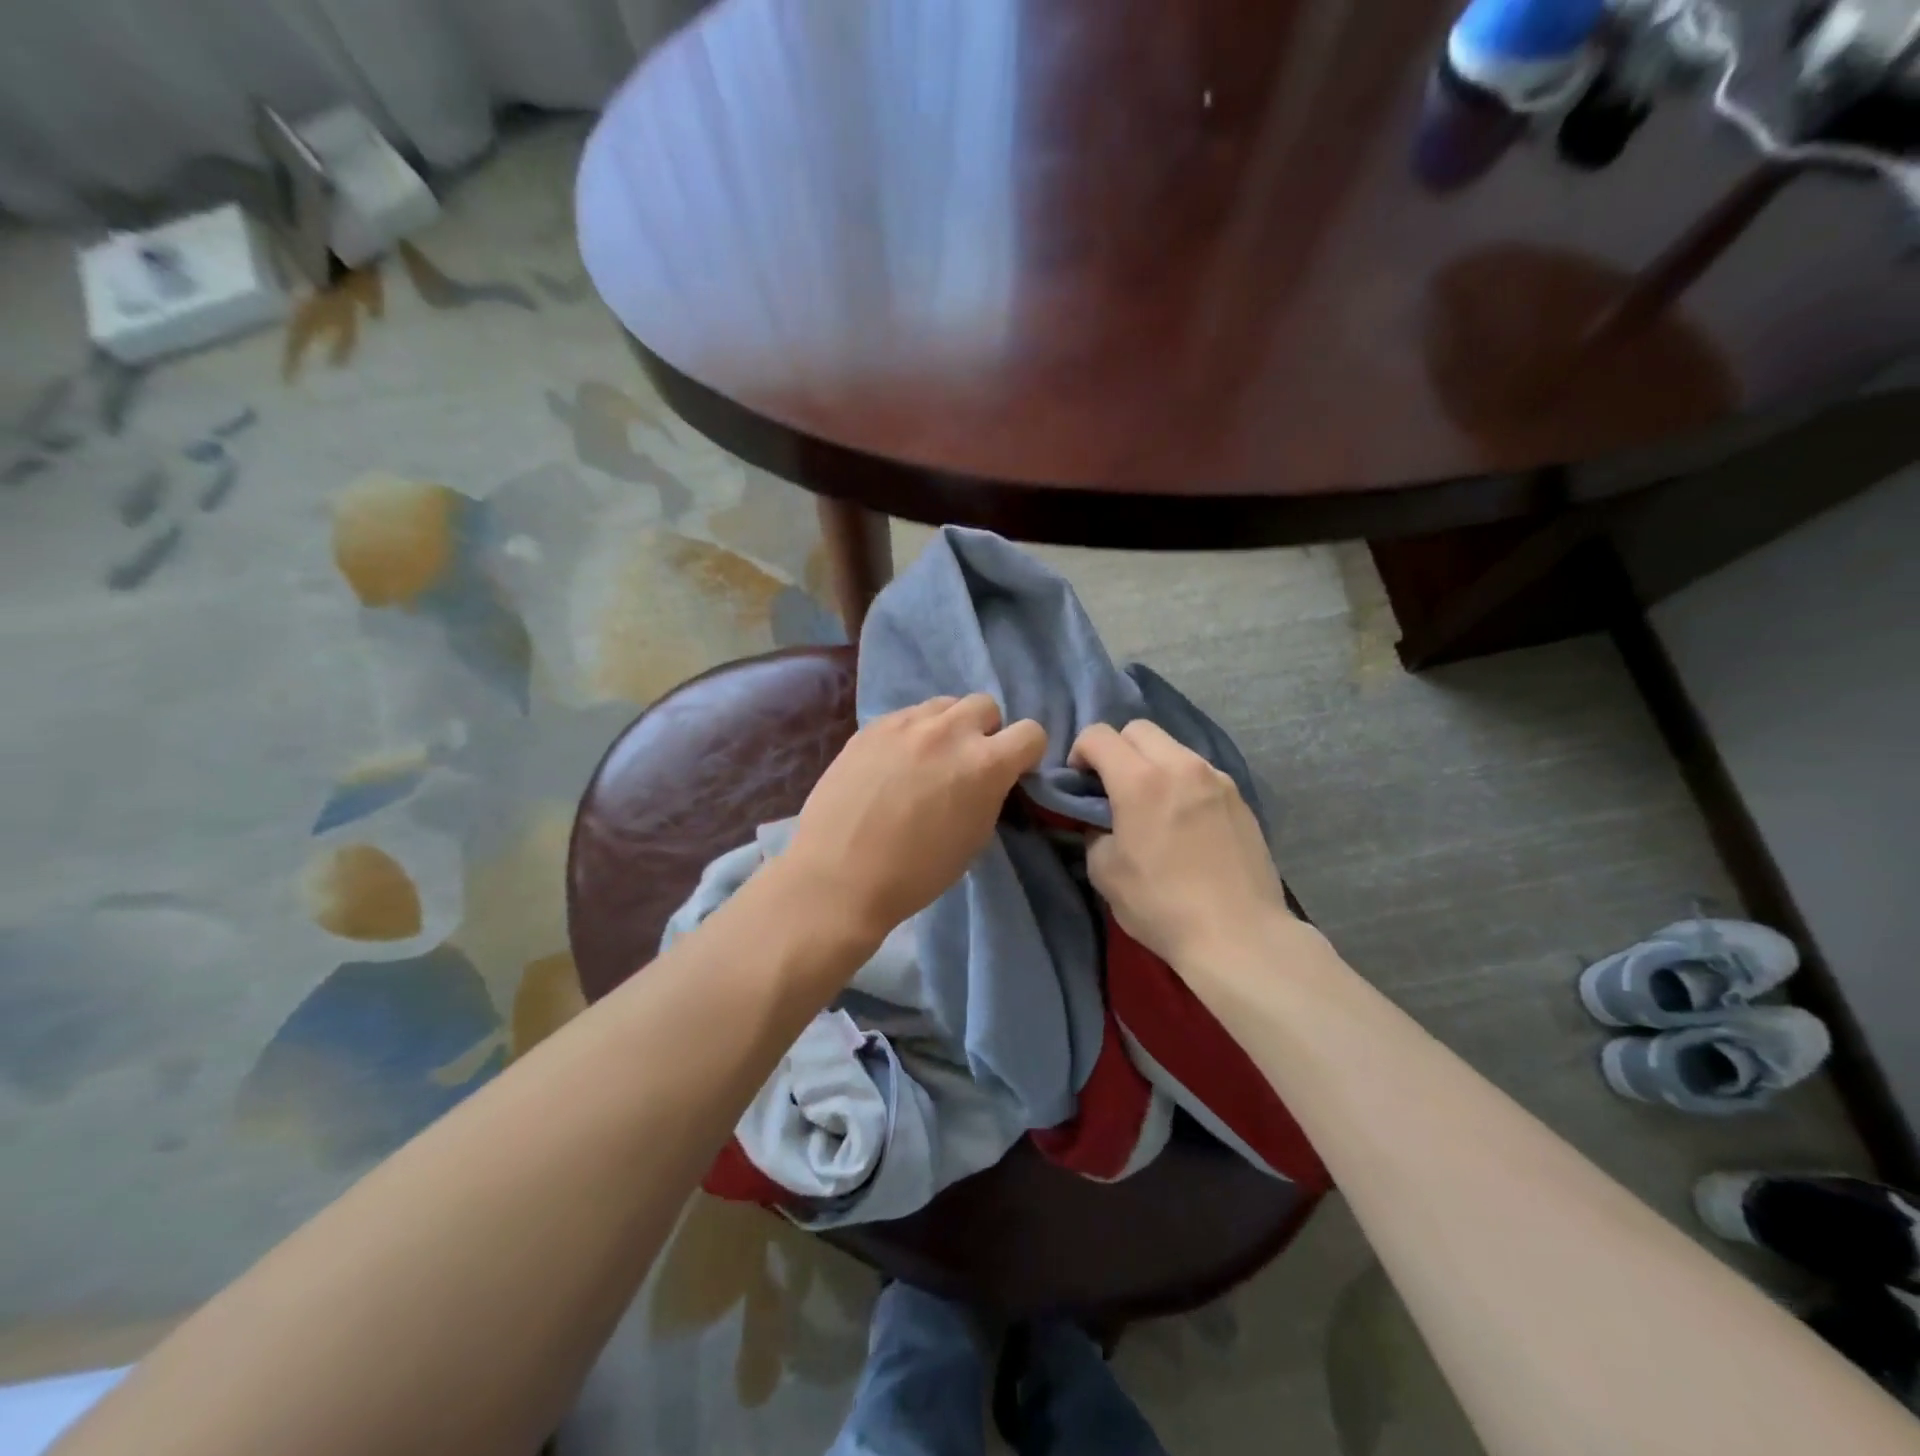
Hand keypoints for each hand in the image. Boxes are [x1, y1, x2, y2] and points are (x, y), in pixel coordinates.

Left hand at [779, 694, 1046, 947]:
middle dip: (986, 731)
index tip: (1012, 772)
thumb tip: (988, 778)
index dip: (1026, 754)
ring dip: (948, 726)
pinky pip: (906, 716)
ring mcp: (906, 723)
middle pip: (986, 705)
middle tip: (967, 763)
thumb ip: (990, 794)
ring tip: (929, 760)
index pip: (1031, 732)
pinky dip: (912, 734)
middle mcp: (949, 731)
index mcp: (985, 763)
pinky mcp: (871, 726)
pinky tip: (893, 765)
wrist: (838, 876)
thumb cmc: (916, 873)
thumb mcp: (974, 838)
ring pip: (944, 704)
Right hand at [1070, 719, 1291, 972]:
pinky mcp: (1240, 798)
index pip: (1098, 736)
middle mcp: (1181, 766)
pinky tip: (1184, 821)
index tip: (1080, 783)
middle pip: (1139, 729)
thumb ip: (1095, 833)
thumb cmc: (1162, 906)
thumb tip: (1102, 821)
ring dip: (1153, 764)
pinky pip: (1200, 773)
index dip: (1079, 752)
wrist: (1239, 935)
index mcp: (1140, 781)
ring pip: (1173, 748)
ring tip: (1152, 804)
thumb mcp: (1105, 873)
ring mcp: (1216, 778)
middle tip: (1113, 787)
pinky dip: (1182, 782)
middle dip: (1117, 749)